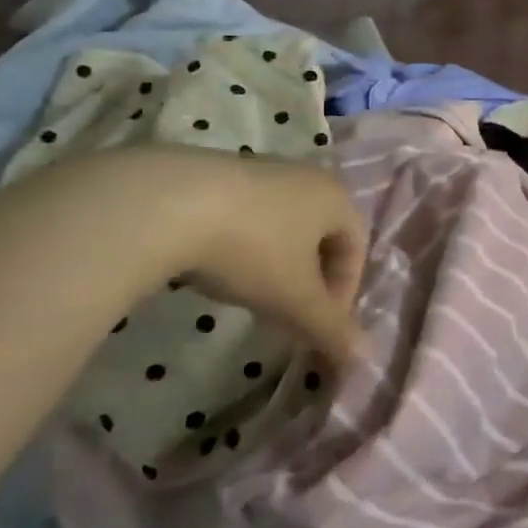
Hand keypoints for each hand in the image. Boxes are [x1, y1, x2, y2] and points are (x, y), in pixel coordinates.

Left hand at [170, 152, 368, 373]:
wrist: (163, 205)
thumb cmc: (251, 249)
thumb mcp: (295, 299)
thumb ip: (331, 329)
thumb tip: (364, 358)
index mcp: (336, 197)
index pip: (357, 248)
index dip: (345, 292)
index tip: (318, 325)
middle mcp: (306, 176)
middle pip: (322, 235)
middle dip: (311, 279)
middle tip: (290, 314)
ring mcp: (260, 169)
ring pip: (284, 225)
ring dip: (278, 264)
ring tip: (252, 295)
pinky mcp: (217, 171)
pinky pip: (248, 214)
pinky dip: (245, 245)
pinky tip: (218, 267)